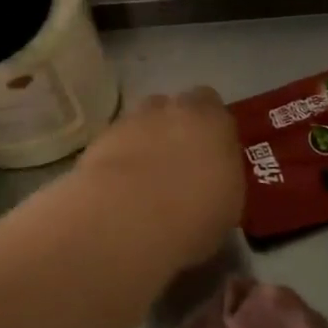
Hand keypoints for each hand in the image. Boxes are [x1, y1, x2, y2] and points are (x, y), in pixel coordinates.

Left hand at [78, 88, 244, 267]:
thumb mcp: (229, 207)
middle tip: (177, 164)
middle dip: (176, 127)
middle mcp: (173, 110)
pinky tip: (118, 188)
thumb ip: (222, 178)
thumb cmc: (193, 217)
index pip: (213, 106)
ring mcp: (133, 120)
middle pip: (175, 107)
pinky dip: (119, 156)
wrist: (126, 221)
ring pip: (142, 120)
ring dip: (145, 139)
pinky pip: (116, 141)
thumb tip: (213, 178)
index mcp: (213, 122)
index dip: (210, 127)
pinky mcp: (99, 139)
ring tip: (144, 178)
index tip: (209, 153)